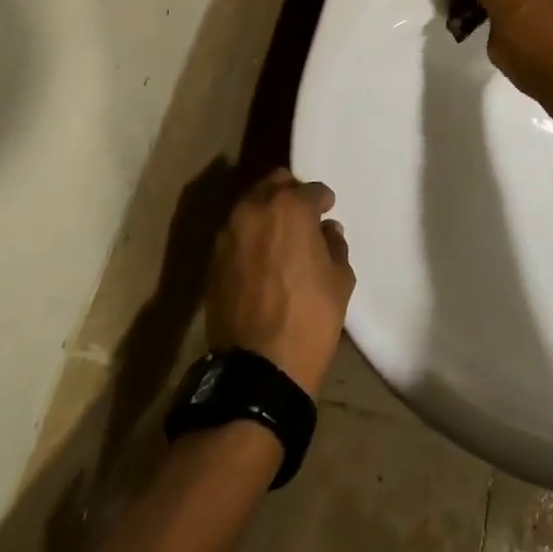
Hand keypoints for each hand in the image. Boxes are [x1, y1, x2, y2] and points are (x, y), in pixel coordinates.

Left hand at [205, 170, 355, 395]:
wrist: (258, 368)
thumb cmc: (309, 318)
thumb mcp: (340, 280)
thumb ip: (334, 245)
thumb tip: (326, 231)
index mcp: (290, 208)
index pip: (311, 190)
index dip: (322, 200)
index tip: (327, 211)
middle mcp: (255, 209)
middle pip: (274, 183)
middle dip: (291, 193)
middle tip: (303, 215)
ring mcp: (229, 233)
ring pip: (250, 205)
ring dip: (267, 212)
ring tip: (281, 236)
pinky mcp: (213, 260)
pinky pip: (236, 233)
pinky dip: (250, 236)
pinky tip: (262, 257)